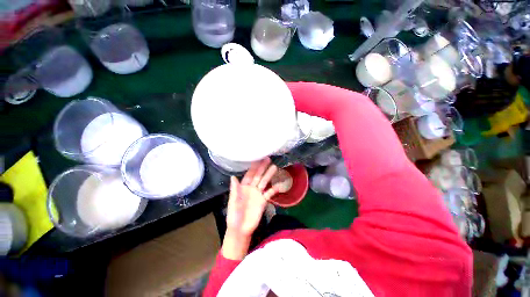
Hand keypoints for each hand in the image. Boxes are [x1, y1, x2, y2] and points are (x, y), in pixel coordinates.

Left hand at [222, 158, 279, 259]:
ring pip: (265, 182)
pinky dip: (274, 190)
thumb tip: (233, 176)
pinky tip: (279, 185)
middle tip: (268, 159)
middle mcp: (252, 188)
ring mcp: (258, 194)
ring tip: (275, 167)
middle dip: (263, 167)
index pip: (249, 174)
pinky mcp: (264, 201)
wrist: (241, 230)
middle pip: (258, 176)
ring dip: (269, 175)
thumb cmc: (234, 215)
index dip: (254, 167)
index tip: (258, 159)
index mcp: (243, 187)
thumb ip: (235, 190)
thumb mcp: (233, 202)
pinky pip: (270, 194)